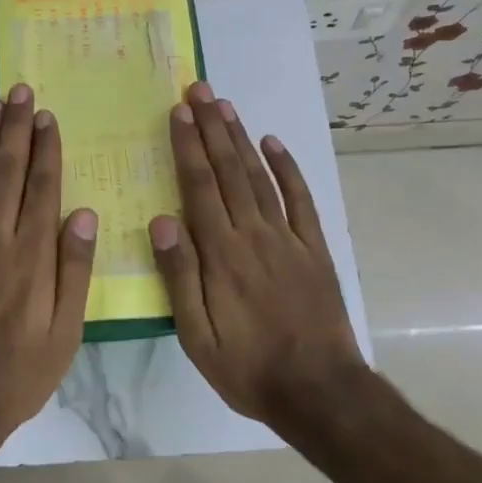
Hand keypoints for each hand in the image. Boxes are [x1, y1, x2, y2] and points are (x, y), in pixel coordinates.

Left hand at [0, 83, 98, 447]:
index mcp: (31, 256)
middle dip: (14, 129)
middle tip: (19, 91)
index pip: (40, 187)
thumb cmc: (20, 371)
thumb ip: (74, 269)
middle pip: (5, 172)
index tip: (48, 116)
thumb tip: (83, 213)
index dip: (45, 149)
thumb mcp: (65, 331)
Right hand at [150, 82, 366, 426]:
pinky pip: (301, 200)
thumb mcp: (198, 336)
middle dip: (212, 128)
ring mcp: (288, 239)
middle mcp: (254, 234)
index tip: (179, 112)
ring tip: (226, 106)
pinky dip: (287, 169)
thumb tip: (162, 220)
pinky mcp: (314, 249)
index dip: (188, 147)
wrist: (319, 391)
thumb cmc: (249, 367)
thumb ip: (180, 277)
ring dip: (242, 139)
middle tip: (200, 91)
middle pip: (229, 171)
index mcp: (222, 254)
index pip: (200, 187)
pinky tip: (274, 144)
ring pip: (260, 177)